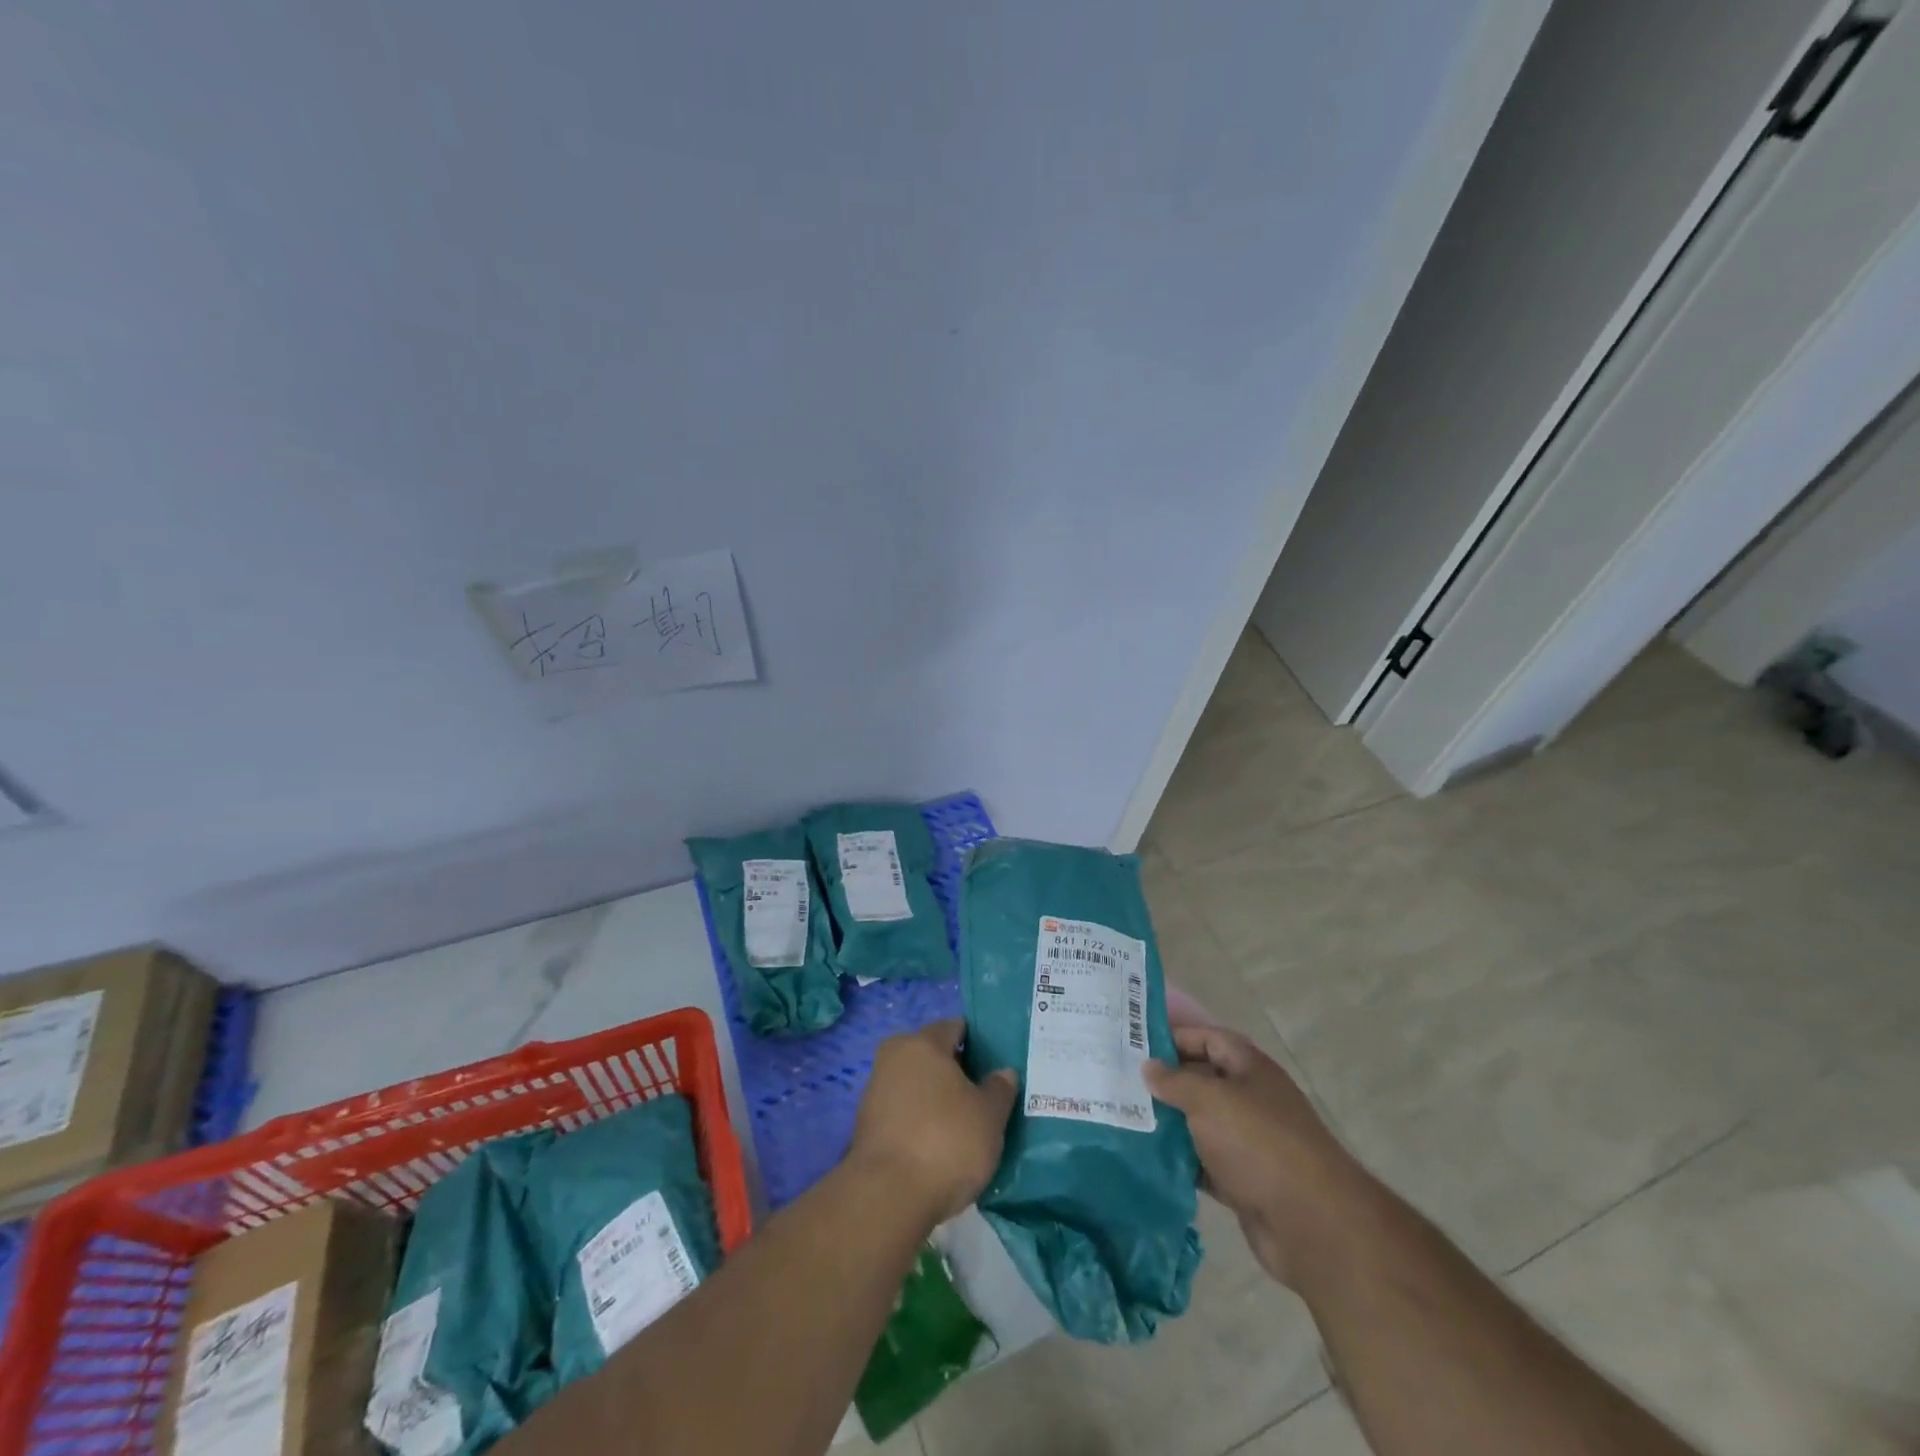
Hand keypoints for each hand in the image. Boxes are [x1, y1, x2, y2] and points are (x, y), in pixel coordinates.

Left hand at [849, 1019, 1018, 1224]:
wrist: (887, 1197)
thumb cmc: (946, 1141)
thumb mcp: (989, 1116)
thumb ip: (999, 1089)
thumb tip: (1003, 1072)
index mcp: (923, 1042)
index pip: (955, 1027)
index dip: (979, 1043)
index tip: (997, 1065)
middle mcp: (894, 1056)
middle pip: (933, 1056)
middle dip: (958, 1073)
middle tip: (986, 1097)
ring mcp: (876, 1090)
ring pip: (917, 1085)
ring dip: (938, 1099)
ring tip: (966, 1126)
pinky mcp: (867, 1125)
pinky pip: (904, 1112)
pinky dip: (921, 1122)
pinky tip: (940, 1146)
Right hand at [1146, 1024, 1369, 1287]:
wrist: (1313, 1224)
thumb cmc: (1259, 1144)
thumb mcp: (1210, 1100)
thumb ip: (1175, 1081)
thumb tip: (1149, 1067)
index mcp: (1249, 1069)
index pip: (1208, 1038)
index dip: (1174, 1037)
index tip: (1134, 1043)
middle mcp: (1251, 1099)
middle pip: (1203, 1080)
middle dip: (1166, 1081)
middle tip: (1121, 1082)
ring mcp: (1250, 1142)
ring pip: (1201, 1123)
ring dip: (1170, 1123)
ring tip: (1126, 1118)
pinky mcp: (1245, 1181)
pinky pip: (1205, 1163)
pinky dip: (1182, 1161)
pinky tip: (1149, 1160)